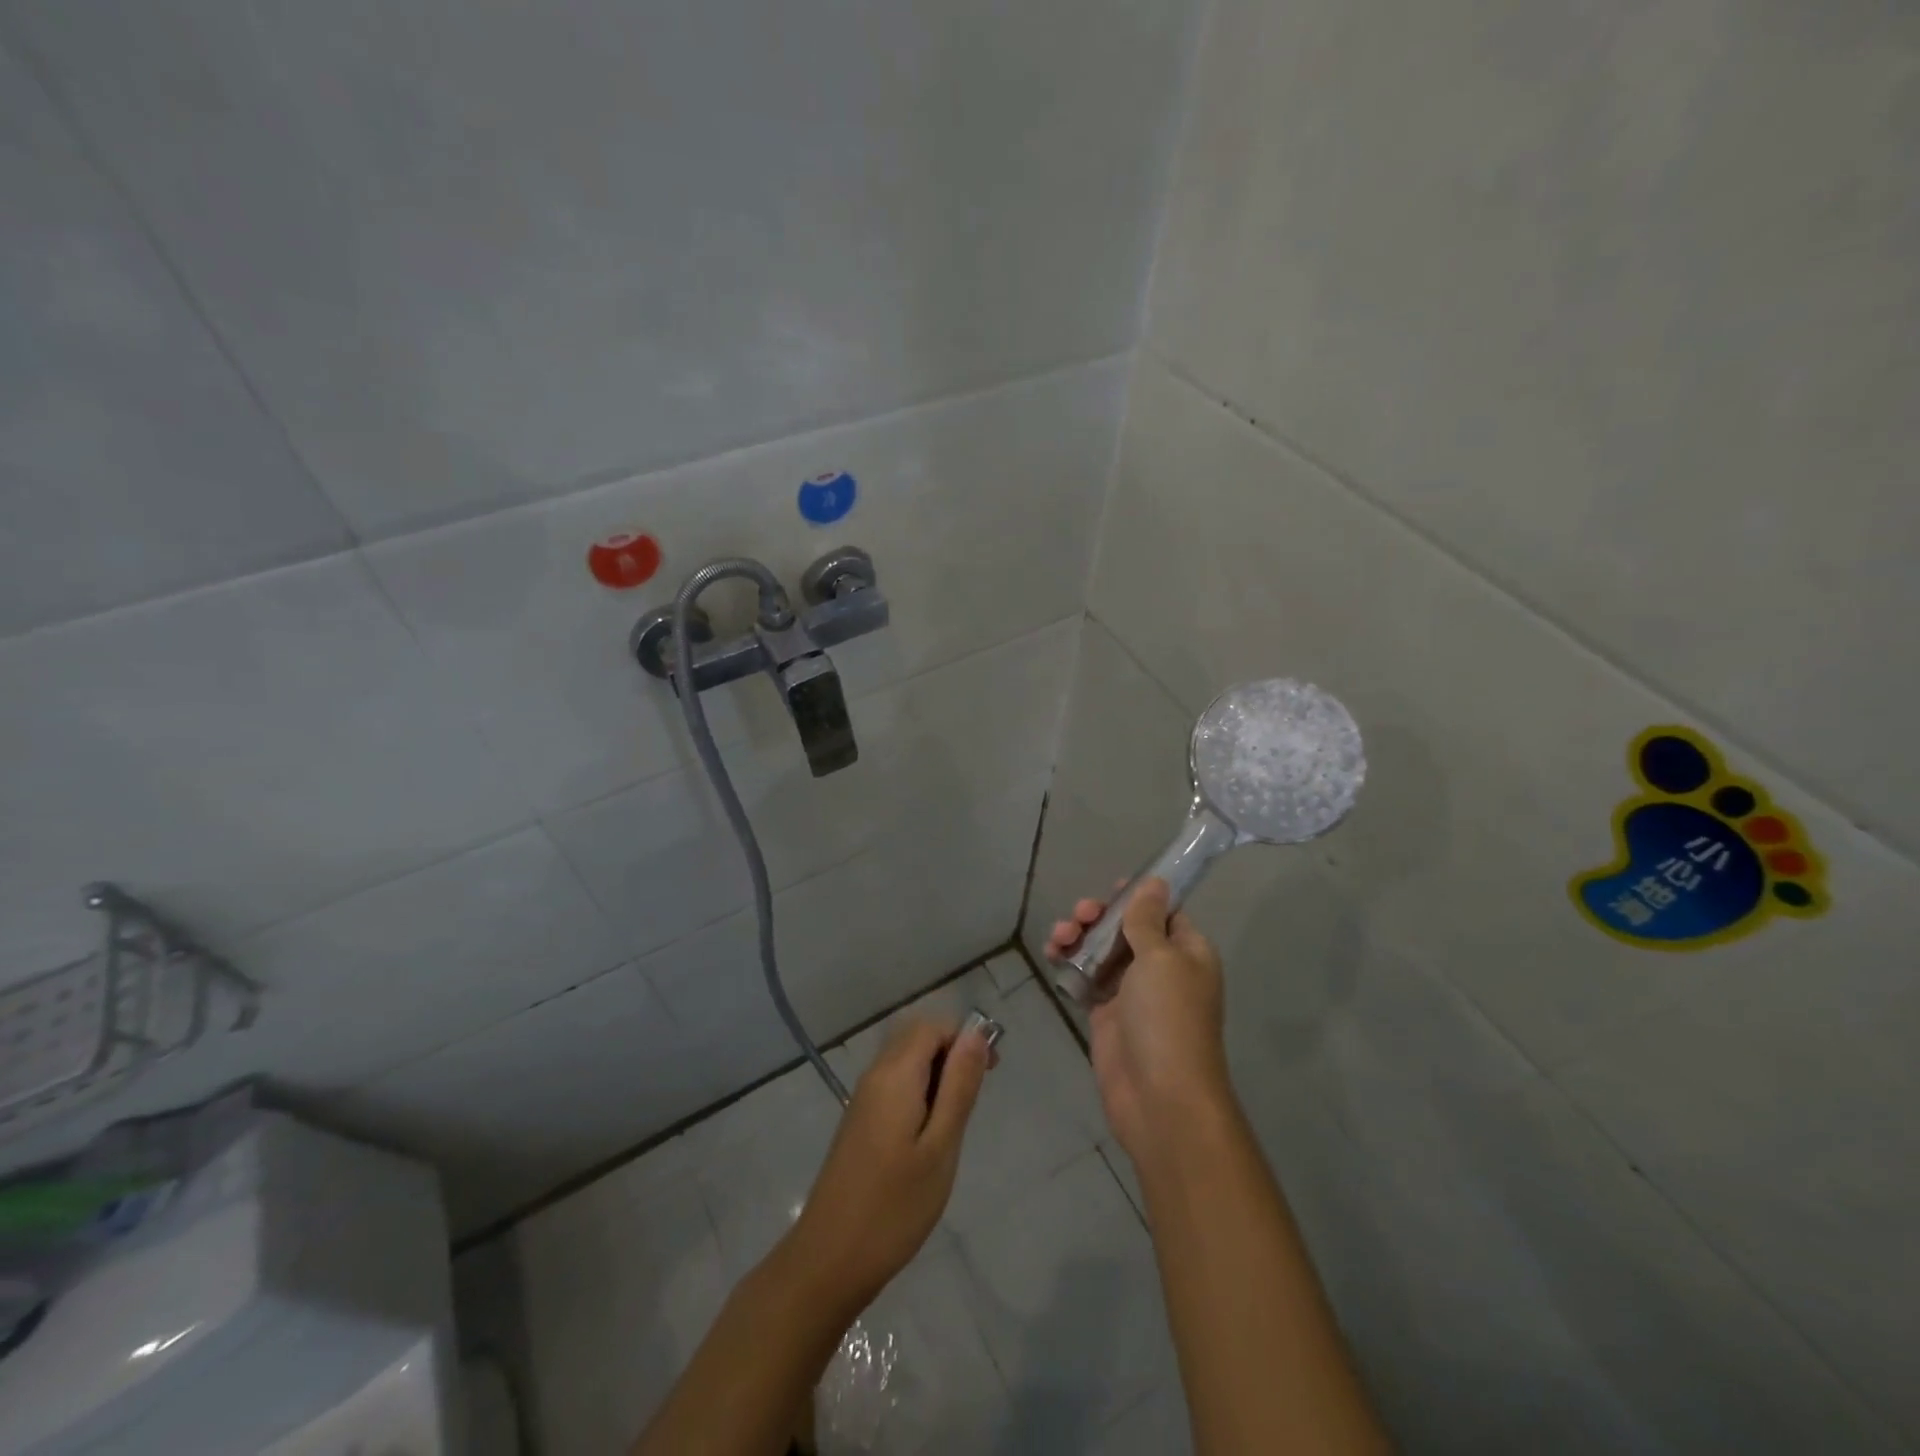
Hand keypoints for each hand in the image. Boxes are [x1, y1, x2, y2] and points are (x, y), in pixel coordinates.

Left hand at [787, 1018, 991, 1311]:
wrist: (830, 1259)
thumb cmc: (894, 1206)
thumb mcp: (940, 1147)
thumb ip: (958, 1086)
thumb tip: (975, 1034)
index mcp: (894, 1075)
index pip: (932, 1026)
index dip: (965, 1037)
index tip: (991, 1072)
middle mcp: (875, 1075)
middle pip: (917, 1036)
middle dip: (952, 1051)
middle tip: (976, 1094)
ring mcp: (864, 1098)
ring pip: (906, 1059)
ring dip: (936, 1072)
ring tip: (956, 1120)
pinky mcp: (860, 1121)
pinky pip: (895, 1083)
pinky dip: (920, 1091)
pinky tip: (930, 1134)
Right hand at [1047, 878, 1231, 1160]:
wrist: (1159, 1098)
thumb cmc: (1167, 1018)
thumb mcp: (1161, 958)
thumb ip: (1148, 919)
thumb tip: (1156, 882)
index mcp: (1188, 953)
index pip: (1164, 913)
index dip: (1138, 897)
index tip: (1112, 888)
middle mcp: (1162, 969)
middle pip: (1127, 929)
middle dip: (1100, 916)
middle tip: (1079, 914)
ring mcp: (1132, 993)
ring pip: (1101, 951)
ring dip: (1078, 937)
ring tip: (1058, 938)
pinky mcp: (1106, 1015)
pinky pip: (1085, 978)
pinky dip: (1068, 964)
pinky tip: (1052, 956)